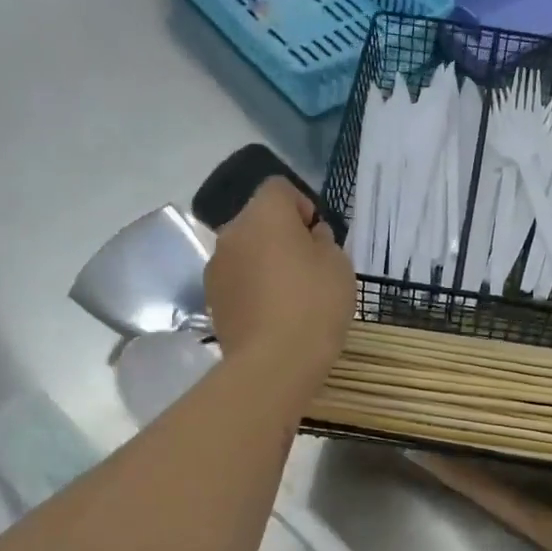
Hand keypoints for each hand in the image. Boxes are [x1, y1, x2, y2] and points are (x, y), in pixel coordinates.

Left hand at [205, 179, 353, 388]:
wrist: (273, 363)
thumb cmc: (314, 305)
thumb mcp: (338, 266)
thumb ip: (324, 242)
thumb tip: (311, 237)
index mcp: (264, 214)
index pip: (279, 188)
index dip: (302, 206)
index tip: (319, 237)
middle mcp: (231, 233)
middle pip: (258, 221)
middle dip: (281, 236)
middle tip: (309, 268)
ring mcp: (216, 268)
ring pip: (246, 252)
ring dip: (265, 263)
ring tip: (290, 296)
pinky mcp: (212, 300)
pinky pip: (238, 282)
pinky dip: (253, 289)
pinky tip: (273, 316)